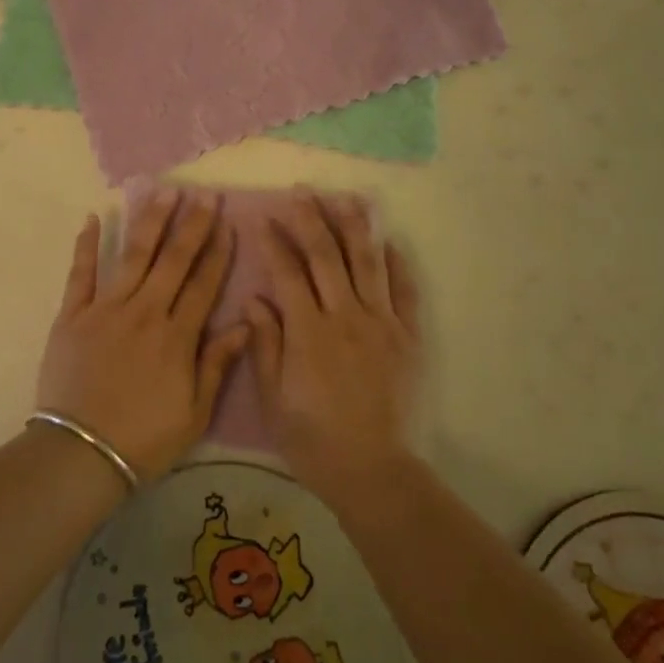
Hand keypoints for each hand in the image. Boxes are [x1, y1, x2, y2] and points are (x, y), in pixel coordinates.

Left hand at [36, 190, 250, 481]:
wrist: (81, 453)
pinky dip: (87, 244)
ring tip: (163, 191)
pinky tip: (95, 217)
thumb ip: (217, 364)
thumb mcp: (195, 413)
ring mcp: (106, 309)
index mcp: (176, 337)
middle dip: (192, 225)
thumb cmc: (144, 439)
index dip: (218, 253)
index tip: (228, 224)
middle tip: (204, 194)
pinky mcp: (72, 315)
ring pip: (133, 256)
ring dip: (149, 221)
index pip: (203, 284)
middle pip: (173, 260)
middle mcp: (144, 312)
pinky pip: (80, 273)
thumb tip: (245, 324)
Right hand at [250, 193, 420, 505]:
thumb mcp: (273, 398)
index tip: (264, 218)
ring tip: (346, 198)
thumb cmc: (312, 438)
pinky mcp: (408, 337)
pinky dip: (397, 264)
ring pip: (367, 263)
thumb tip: (255, 300)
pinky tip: (390, 242)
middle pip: (326, 256)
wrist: (373, 470)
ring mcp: (381, 323)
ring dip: (354, 227)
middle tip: (301, 191)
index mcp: (307, 331)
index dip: (275, 242)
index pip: (287, 273)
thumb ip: (265, 344)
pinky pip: (405, 292)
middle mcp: (345, 316)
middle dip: (311, 219)